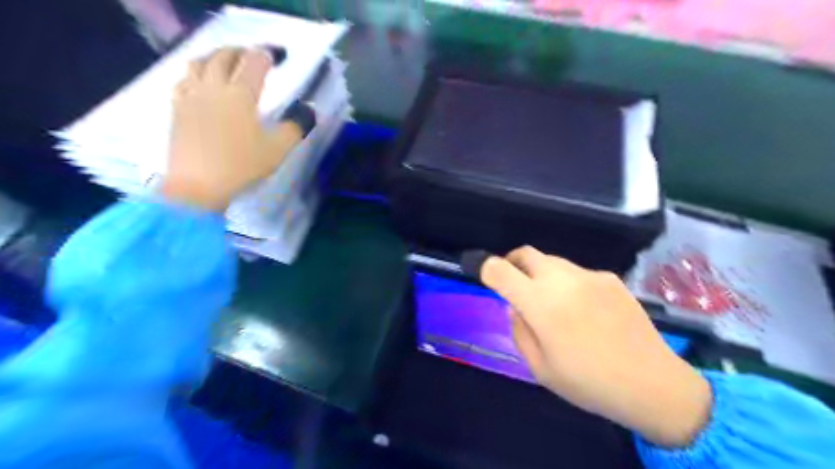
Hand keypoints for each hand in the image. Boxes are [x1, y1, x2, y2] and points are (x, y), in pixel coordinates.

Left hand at [163, 46, 305, 209]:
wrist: (198, 185)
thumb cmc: (242, 166)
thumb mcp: (277, 150)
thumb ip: (295, 128)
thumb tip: (309, 110)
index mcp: (241, 95)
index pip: (254, 64)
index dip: (267, 56)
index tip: (277, 56)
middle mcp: (214, 88)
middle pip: (224, 56)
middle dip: (240, 51)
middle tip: (251, 54)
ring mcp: (191, 96)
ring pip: (199, 62)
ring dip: (214, 56)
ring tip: (224, 61)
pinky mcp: (177, 109)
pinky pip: (184, 80)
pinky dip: (195, 73)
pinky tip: (199, 82)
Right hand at [483, 245, 710, 446]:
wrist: (654, 384)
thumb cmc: (588, 383)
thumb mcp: (539, 368)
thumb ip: (519, 330)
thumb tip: (514, 307)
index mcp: (540, 303)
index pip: (499, 269)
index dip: (485, 268)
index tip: (484, 276)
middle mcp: (562, 280)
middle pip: (525, 253)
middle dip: (512, 264)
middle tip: (514, 285)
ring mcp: (589, 275)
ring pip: (552, 261)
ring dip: (541, 275)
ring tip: (553, 303)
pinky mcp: (611, 278)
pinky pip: (577, 273)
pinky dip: (568, 284)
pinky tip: (585, 310)